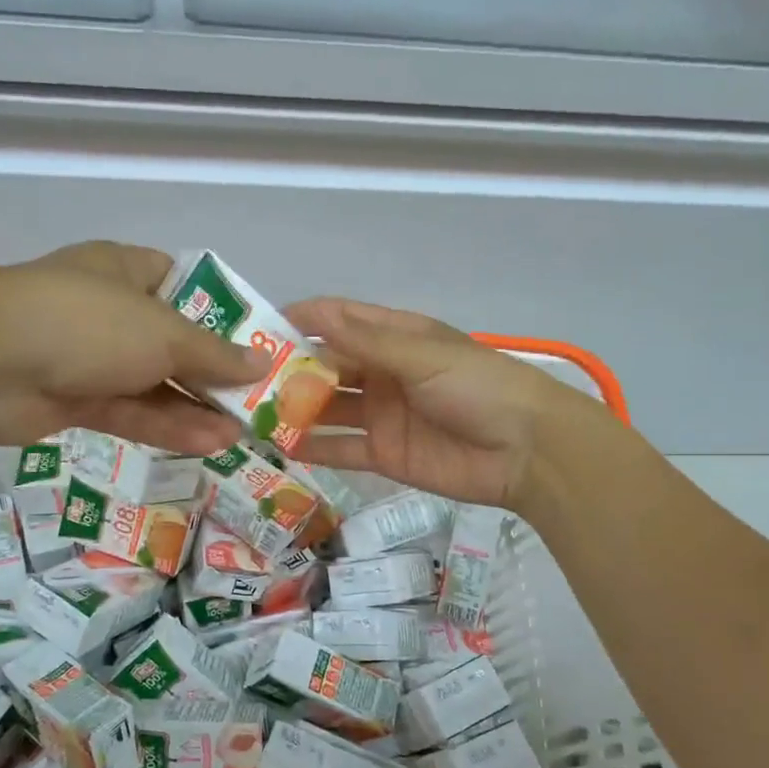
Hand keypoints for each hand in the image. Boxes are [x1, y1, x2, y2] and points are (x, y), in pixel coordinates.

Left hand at [0, 242, 264, 453]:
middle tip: (255, 401)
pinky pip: (130, 412)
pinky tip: (208, 444)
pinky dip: (166, 427)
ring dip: (195, 408)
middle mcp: (109, 312)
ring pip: (152, 384)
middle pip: (171, 342)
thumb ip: (214, 354)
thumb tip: (261, 363)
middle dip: (212, 373)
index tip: (253, 342)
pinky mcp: (74, 400)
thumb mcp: (163, 333)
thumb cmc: (88, 323)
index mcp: (126, 271)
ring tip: (242, 433)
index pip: (181, 284)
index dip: (219, 313)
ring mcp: (89, 358)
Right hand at [283, 298, 586, 509]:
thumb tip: (313, 314)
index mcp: (395, 337)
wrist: (526, 451)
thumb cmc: (478, 388)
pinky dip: (314, 448)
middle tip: (243, 380)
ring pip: (328, 408)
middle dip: (290, 370)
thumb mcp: (423, 356)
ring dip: (296, 409)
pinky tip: (281, 446)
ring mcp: (382, 415)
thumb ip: (367, 342)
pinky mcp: (385, 454)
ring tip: (253, 414)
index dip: (300, 321)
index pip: (339, 321)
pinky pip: (341, 448)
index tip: (257, 328)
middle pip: (327, 366)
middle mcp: (383, 373)